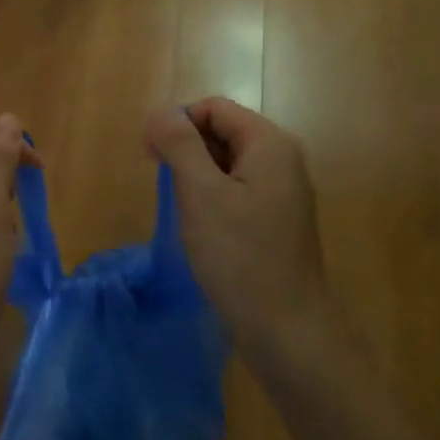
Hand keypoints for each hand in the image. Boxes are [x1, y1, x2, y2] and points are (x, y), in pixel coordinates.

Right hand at [145, 99, 328, 353]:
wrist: (287, 330)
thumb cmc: (240, 256)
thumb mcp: (201, 193)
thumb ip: (179, 145)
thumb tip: (160, 113)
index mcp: (269, 144)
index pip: (213, 108)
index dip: (178, 124)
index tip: (153, 157)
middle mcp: (281, 159)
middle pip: (222, 131)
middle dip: (186, 149)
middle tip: (163, 184)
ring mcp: (282, 191)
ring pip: (226, 163)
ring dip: (196, 175)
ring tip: (181, 208)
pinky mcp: (276, 219)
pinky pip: (236, 189)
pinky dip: (212, 197)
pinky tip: (200, 226)